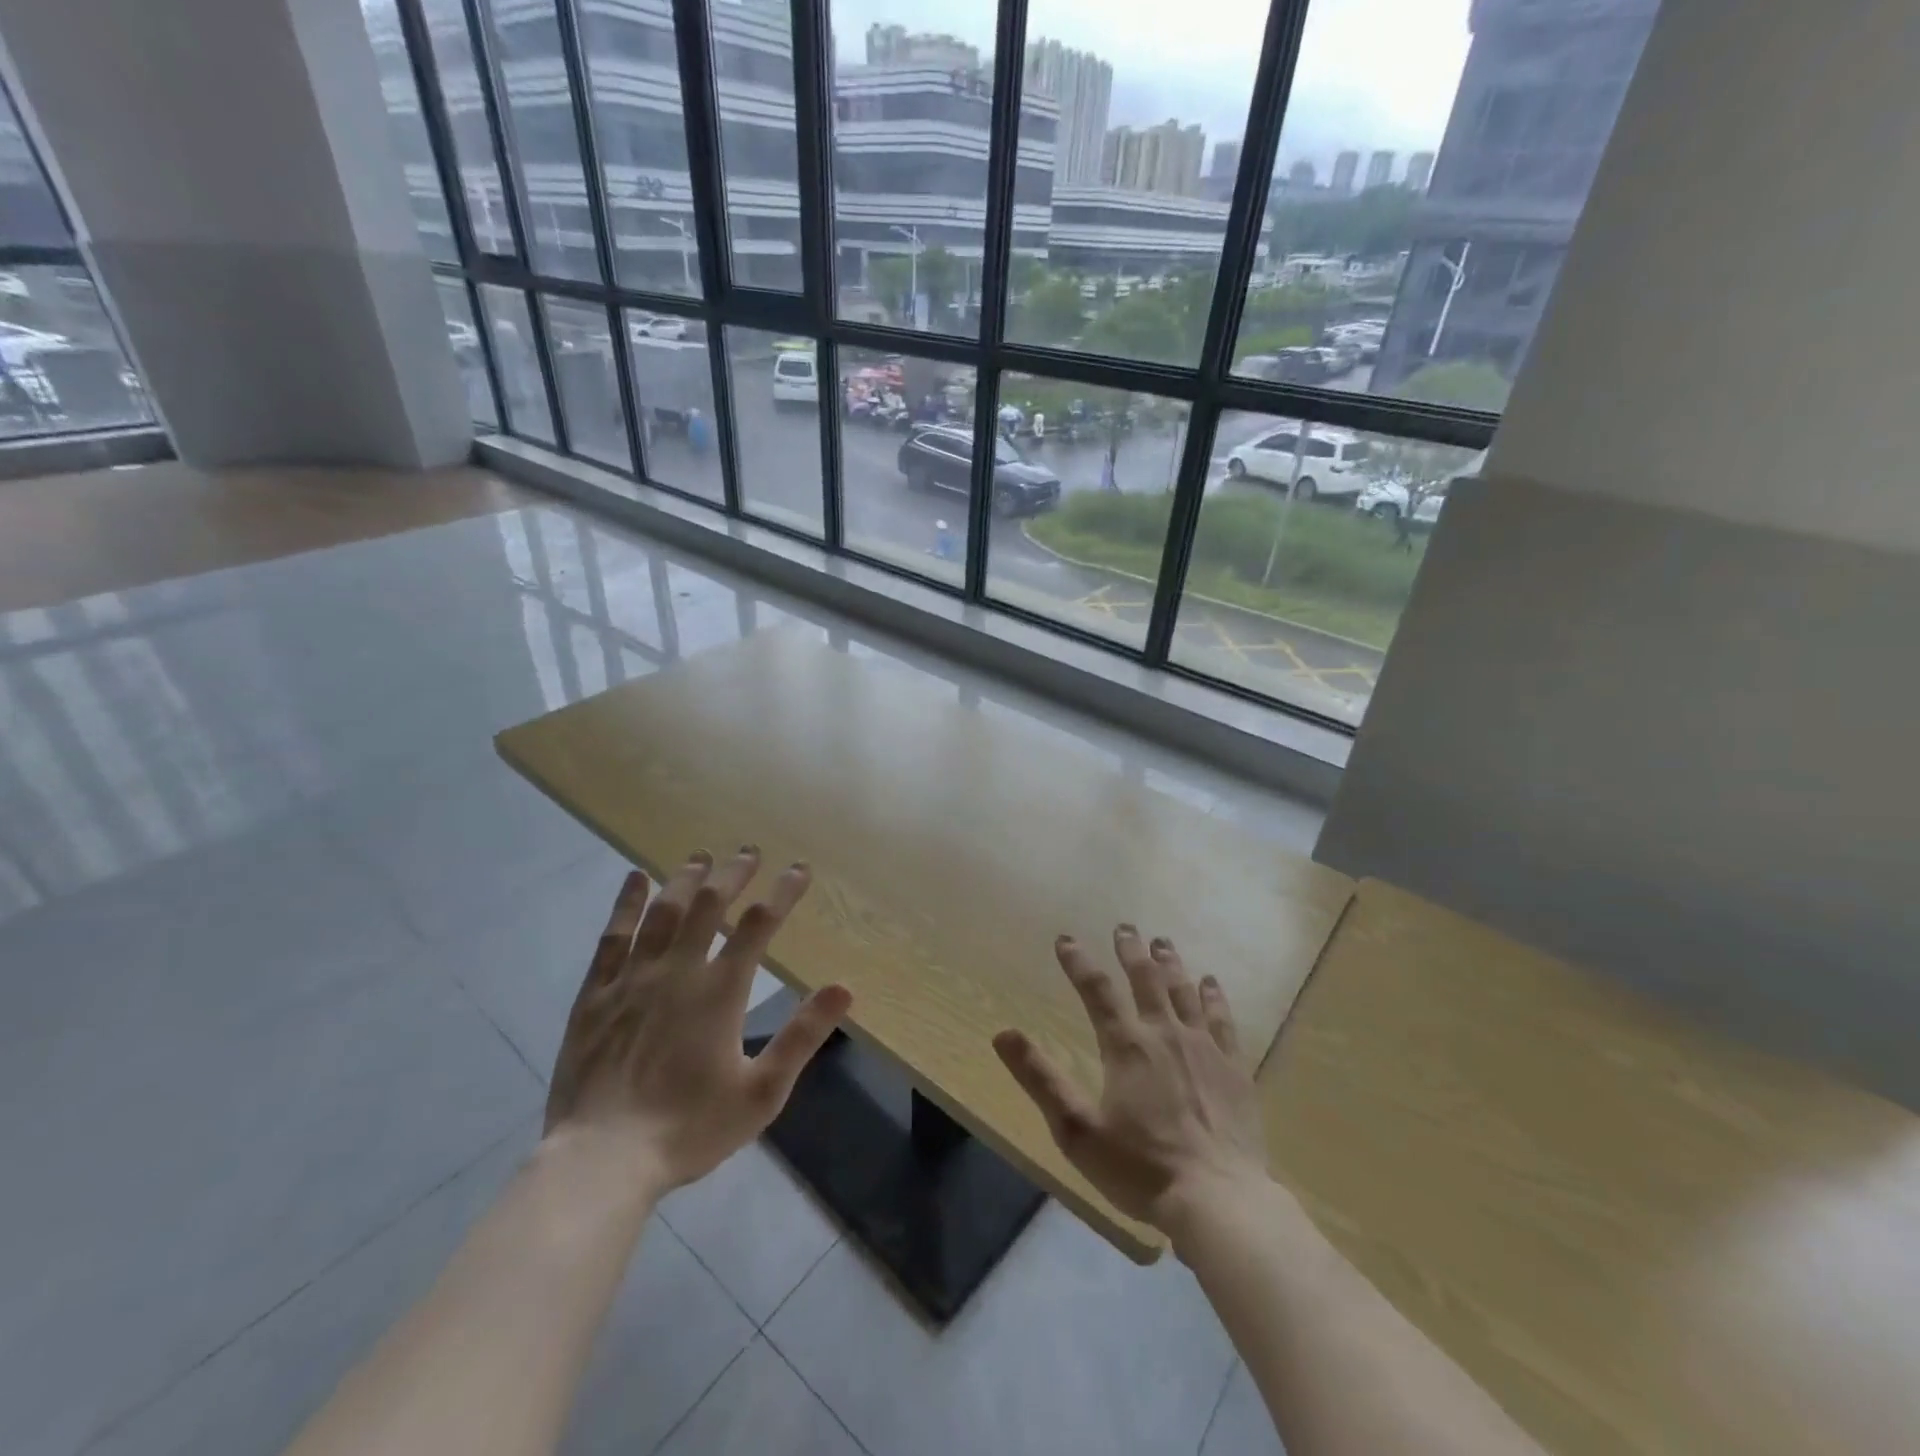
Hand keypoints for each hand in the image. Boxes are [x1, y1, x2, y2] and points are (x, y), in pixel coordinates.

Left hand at [544, 848, 850, 1191]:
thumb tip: (844, 988)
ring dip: (686, 880)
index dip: (783, 892)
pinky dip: (626, 904)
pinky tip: (635, 879)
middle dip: (734, 874)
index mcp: (719, 991)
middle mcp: (677, 971)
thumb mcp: (762, 1092)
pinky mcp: (595, 994)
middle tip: (749, 852)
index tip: (800, 870)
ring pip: (663, 912)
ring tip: (702, 857)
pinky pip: (612, 937)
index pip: (759, 924)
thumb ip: (803, 1036)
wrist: (601, 1161)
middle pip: (709, 906)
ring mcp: (631, 979)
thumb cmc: (688, 1128)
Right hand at [993, 927, 1269, 1243]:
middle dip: (1132, 950)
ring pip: (1184, 991)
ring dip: (1170, 963)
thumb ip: (1041, 1079)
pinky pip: (1222, 1019)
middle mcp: (1165, 1034)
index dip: (1079, 963)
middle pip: (1146, 979)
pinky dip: (1214, 996)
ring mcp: (1204, 1048)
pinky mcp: (1234, 1068)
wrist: (1219, 1200)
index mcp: (1126, 1046)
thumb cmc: (1141, 1168)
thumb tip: (1003, 1034)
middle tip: (1125, 926)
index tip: (1065, 939)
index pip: (1096, 991)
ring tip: (1162, 942)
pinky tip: (1211, 982)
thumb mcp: (1077, 1130)